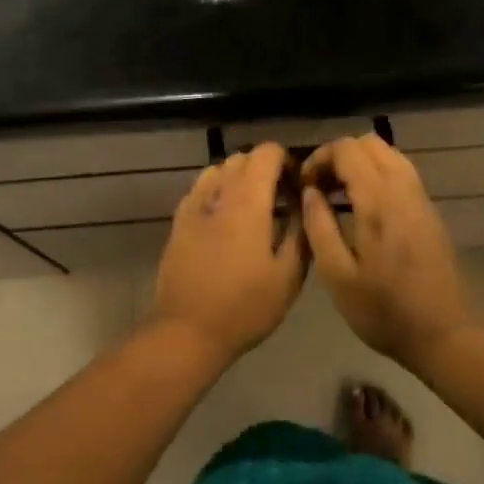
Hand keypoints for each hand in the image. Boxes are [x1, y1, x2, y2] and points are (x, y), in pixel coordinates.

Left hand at [153, 143, 306, 364]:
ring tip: (252, 206)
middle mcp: (219, 192)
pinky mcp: (178, 220)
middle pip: (242, 158)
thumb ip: (300, 233)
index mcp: (248, 201)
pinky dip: (218, 190)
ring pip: (219, 169)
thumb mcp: (288, 277)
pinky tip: (225, 219)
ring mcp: (194, 204)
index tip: (297, 185)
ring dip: (239, 177)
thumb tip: (305, 204)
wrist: (187, 330)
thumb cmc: (245, 306)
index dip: (285, 160)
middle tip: (280, 197)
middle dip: (264, 168)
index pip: (266, 153)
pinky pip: (201, 188)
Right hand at [300, 135, 472, 369]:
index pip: (347, 149)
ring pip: (388, 154)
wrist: (445, 335)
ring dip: (360, 163)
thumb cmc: (384, 311)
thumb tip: (310, 192)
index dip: (320, 157)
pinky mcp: (430, 211)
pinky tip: (364, 207)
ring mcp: (421, 198)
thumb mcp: (337, 276)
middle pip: (369, 143)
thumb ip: (319, 226)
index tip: (305, 185)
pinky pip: (401, 172)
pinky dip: (377, 174)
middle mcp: (403, 189)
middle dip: (339, 155)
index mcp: (378, 201)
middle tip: (320, 186)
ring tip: (339, 195)